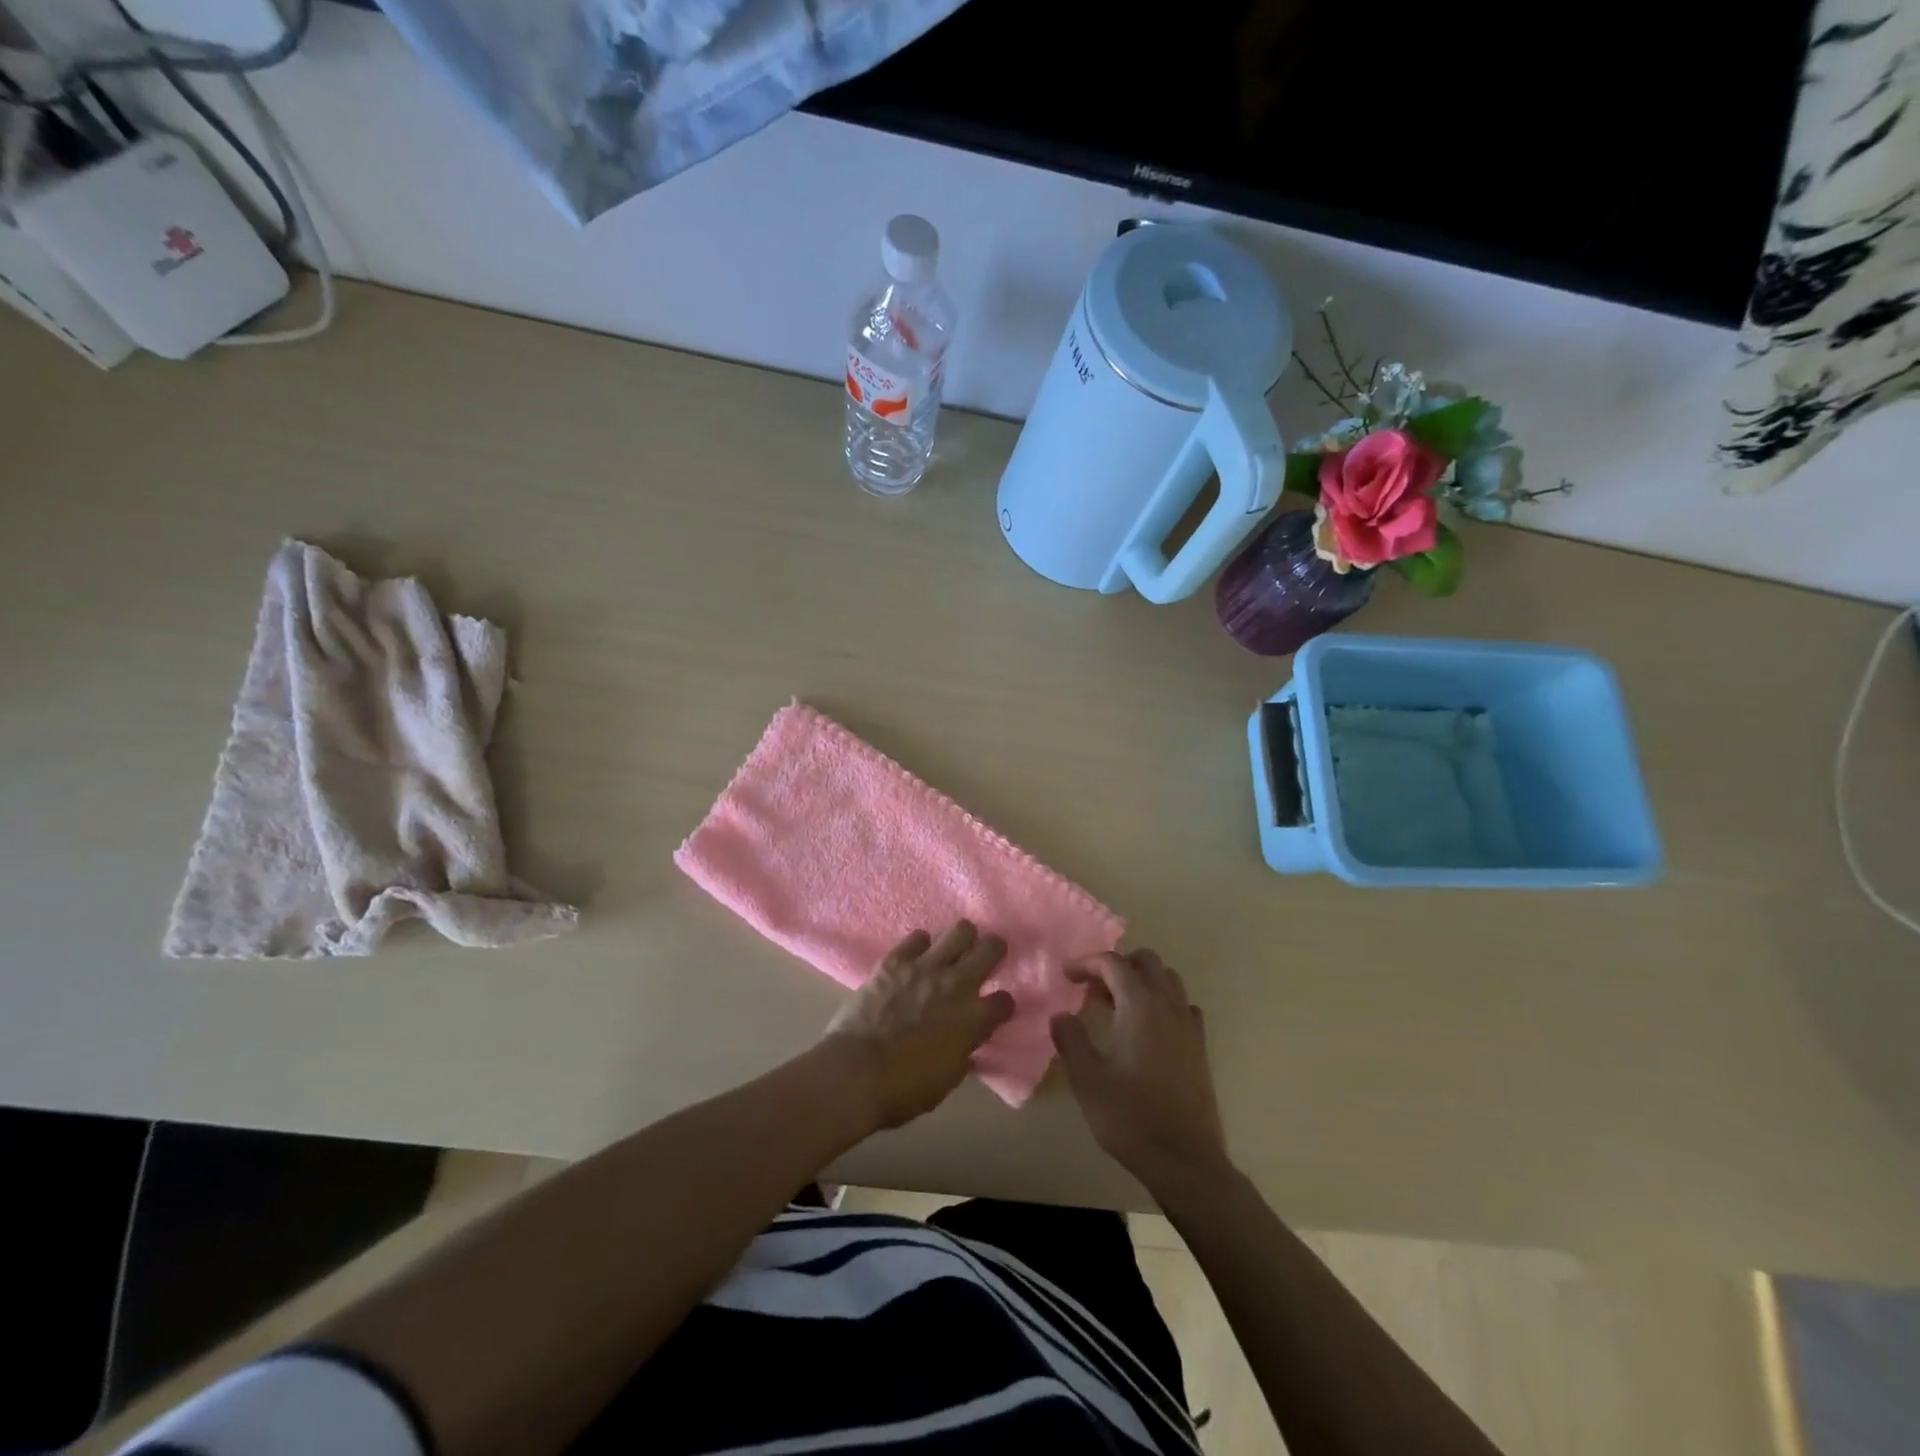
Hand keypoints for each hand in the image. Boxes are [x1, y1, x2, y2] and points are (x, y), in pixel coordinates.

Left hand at [824, 921, 1014, 1130]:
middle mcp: (957, 985)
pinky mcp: (896, 961)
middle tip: (987, 956)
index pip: (1004, 1001)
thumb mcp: (946, 1080)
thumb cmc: (903, 1089)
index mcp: (974, 1019)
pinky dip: (920, 944)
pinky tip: (918, 954)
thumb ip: (962, 1054)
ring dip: (962, 938)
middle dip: (994, 950)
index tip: (996, 1009)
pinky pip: (917, 938)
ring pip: (959, 931)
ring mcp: (926, 967)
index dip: (1002, 1005)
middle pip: (991, 949)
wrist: (856, 1073)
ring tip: (955, 947)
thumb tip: (966, 1045)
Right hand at [1051, 949, 1231, 1194]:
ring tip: (1116, 1006)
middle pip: (1146, 962)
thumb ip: (1070, 1039)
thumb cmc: (1130, 1116)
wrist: (1184, 1159)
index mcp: (1140, 1006)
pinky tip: (1146, 1029)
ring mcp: (1189, 1025)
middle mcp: (1169, 1006)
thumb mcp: (1087, 1079)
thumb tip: (1061, 1015)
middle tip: (1093, 990)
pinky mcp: (1199, 1047)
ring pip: (1168, 980)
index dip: (1087, 963)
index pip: (1113, 963)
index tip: (1067, 976)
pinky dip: (1162, 1003)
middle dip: (1117, 966)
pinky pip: (1182, 1006)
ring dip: (1141, 981)